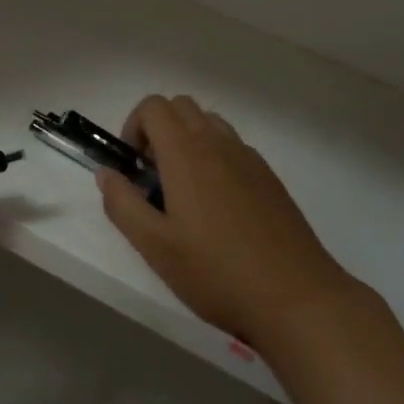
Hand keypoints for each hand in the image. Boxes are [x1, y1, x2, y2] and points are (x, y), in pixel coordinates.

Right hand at [98, 94, 356, 348]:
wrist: (297, 297)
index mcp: (186, 153)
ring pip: (210, 123)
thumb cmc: (217, 273)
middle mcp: (218, 144)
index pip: (154, 106)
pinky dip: (215, 157)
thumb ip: (123, 204)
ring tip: (184, 191)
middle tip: (153, 176)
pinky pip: (233, 147)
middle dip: (158, 129)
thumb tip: (106, 173)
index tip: (133, 166)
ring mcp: (249, 158)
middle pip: (181, 106)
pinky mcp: (269, 178)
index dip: (134, 126)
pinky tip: (218, 208)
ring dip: (188, 140)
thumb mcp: (156, 247)